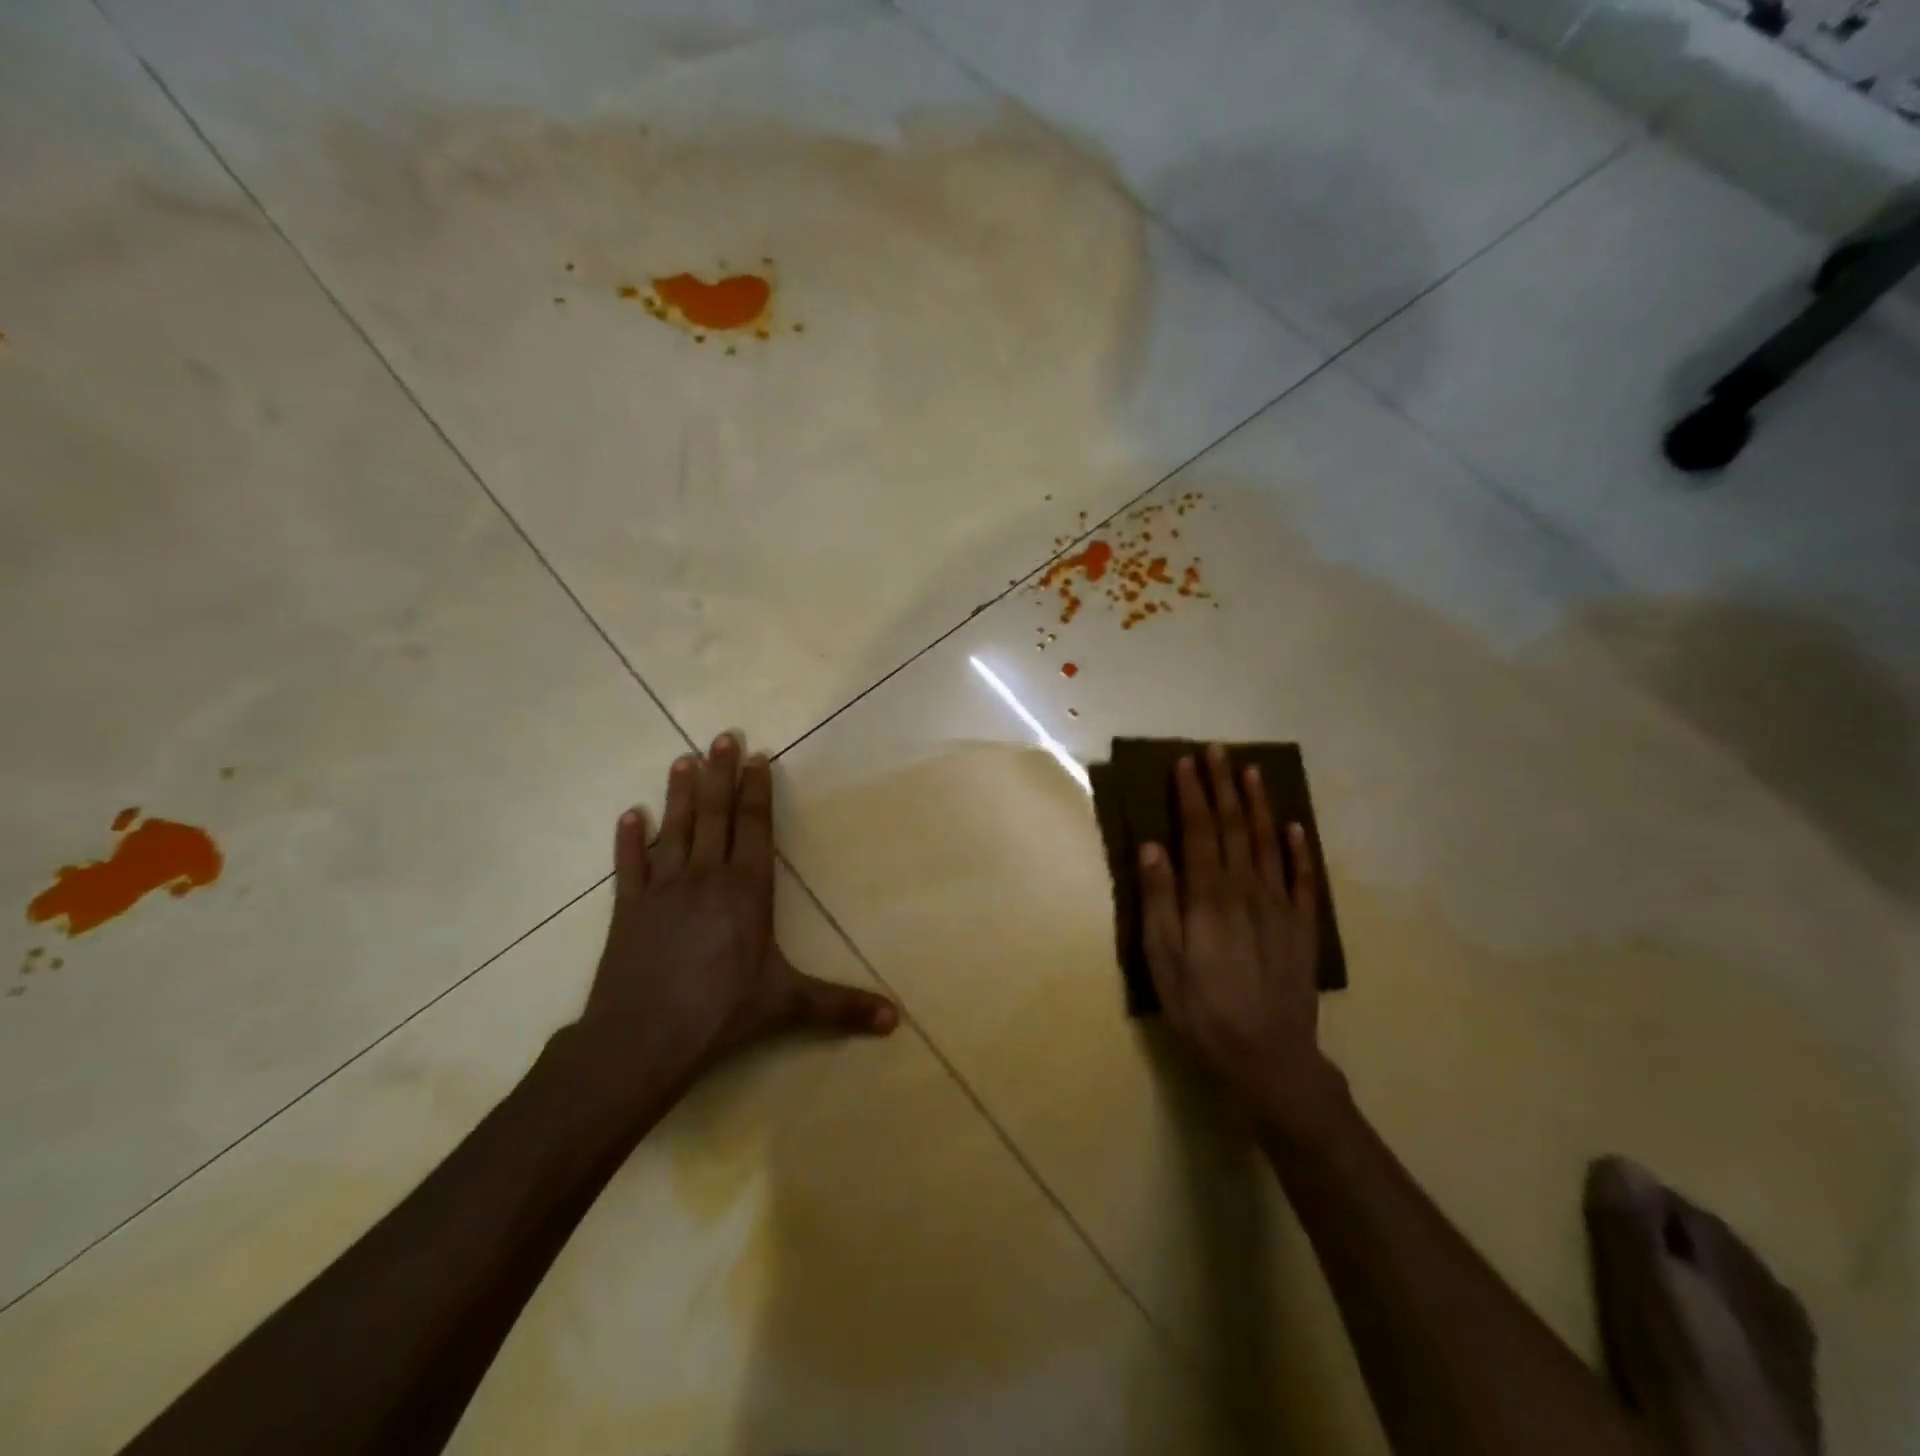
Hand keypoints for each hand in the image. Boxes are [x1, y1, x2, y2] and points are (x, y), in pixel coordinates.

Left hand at [575, 735, 896, 1095]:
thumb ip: (841, 1006)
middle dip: (721, 774)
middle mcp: (705, 877)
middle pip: (715, 815)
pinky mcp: (628, 909)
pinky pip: (629, 866)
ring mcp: (662, 890)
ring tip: (684, 760)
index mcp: (746, 890)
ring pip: (675, 830)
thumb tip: (896, 1021)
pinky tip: (629, 816)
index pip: (754, 827)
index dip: (756, 790)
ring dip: (680, 794)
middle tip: (722, 736)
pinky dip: (629, 840)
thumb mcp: (788, 1005)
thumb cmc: (721, 1013)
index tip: (756, 757)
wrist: (641, 1040)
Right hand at [1140, 746, 1341, 1131]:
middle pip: (1235, 827)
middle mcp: (1246, 890)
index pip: (1200, 831)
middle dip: (1223, 786)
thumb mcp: (1163, 959)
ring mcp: (1279, 907)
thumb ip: (1158, 900)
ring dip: (1259, 804)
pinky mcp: (1302, 928)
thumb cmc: (1202, 1008)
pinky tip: (1295, 827)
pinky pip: (1302, 878)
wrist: (1268, 1056)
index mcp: (1208, 895)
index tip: (1185, 762)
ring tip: (1252, 771)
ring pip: (1269, 843)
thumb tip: (1152, 846)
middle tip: (1217, 750)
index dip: (1192, 794)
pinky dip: (1298, 849)